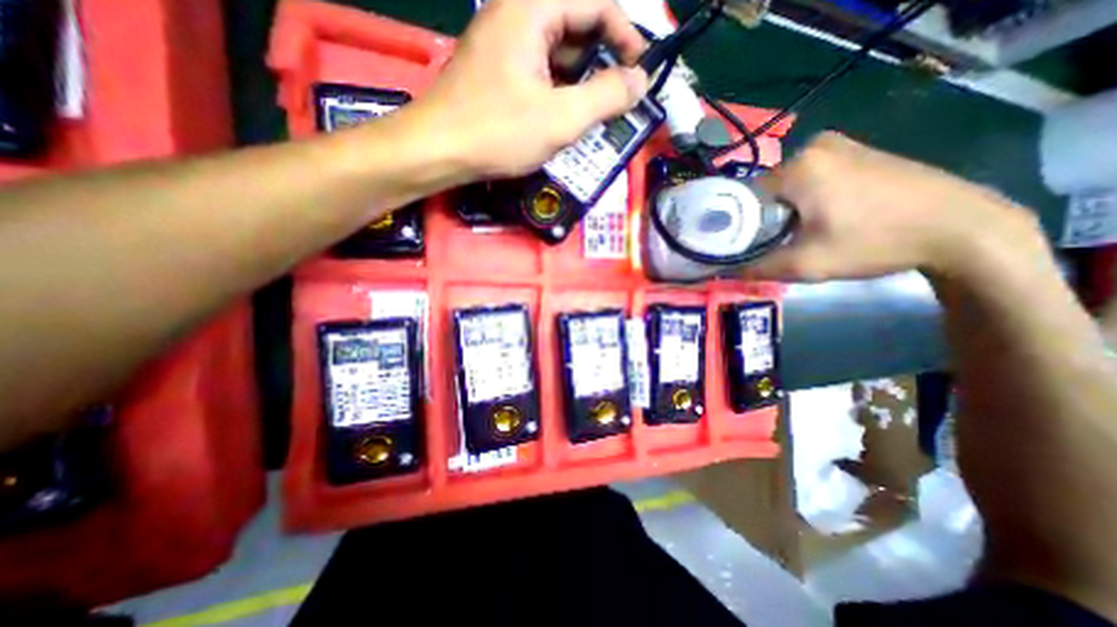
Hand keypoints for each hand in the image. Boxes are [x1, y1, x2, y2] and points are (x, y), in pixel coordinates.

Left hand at [408, 0, 652, 179]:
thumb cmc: (497, 132)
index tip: (640, 73)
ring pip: (558, 52)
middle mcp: (516, 14)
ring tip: (595, 114)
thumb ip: (606, 97)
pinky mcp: (496, 68)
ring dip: (581, 80)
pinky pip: (539, 69)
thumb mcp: (561, 119)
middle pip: (576, 25)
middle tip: (617, 100)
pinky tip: (565, 116)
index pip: (596, 3)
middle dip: (603, 62)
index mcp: (532, 9)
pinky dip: (558, 90)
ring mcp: (503, 42)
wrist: (437, 151)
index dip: (626, 35)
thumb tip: (640, 81)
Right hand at [740, 132, 1049, 281]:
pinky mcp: (859, 149)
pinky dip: (807, 197)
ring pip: (789, 184)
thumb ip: (757, 268)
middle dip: (764, 217)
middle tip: (774, 243)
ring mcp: (840, 144)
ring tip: (800, 233)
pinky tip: (824, 217)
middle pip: (766, 190)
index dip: (740, 223)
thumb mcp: (806, 264)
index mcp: (798, 167)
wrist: (961, 227)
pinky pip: (813, 176)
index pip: (744, 196)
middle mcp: (814, 146)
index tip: (745, 245)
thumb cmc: (874, 242)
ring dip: (786, 208)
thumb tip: (724, 273)